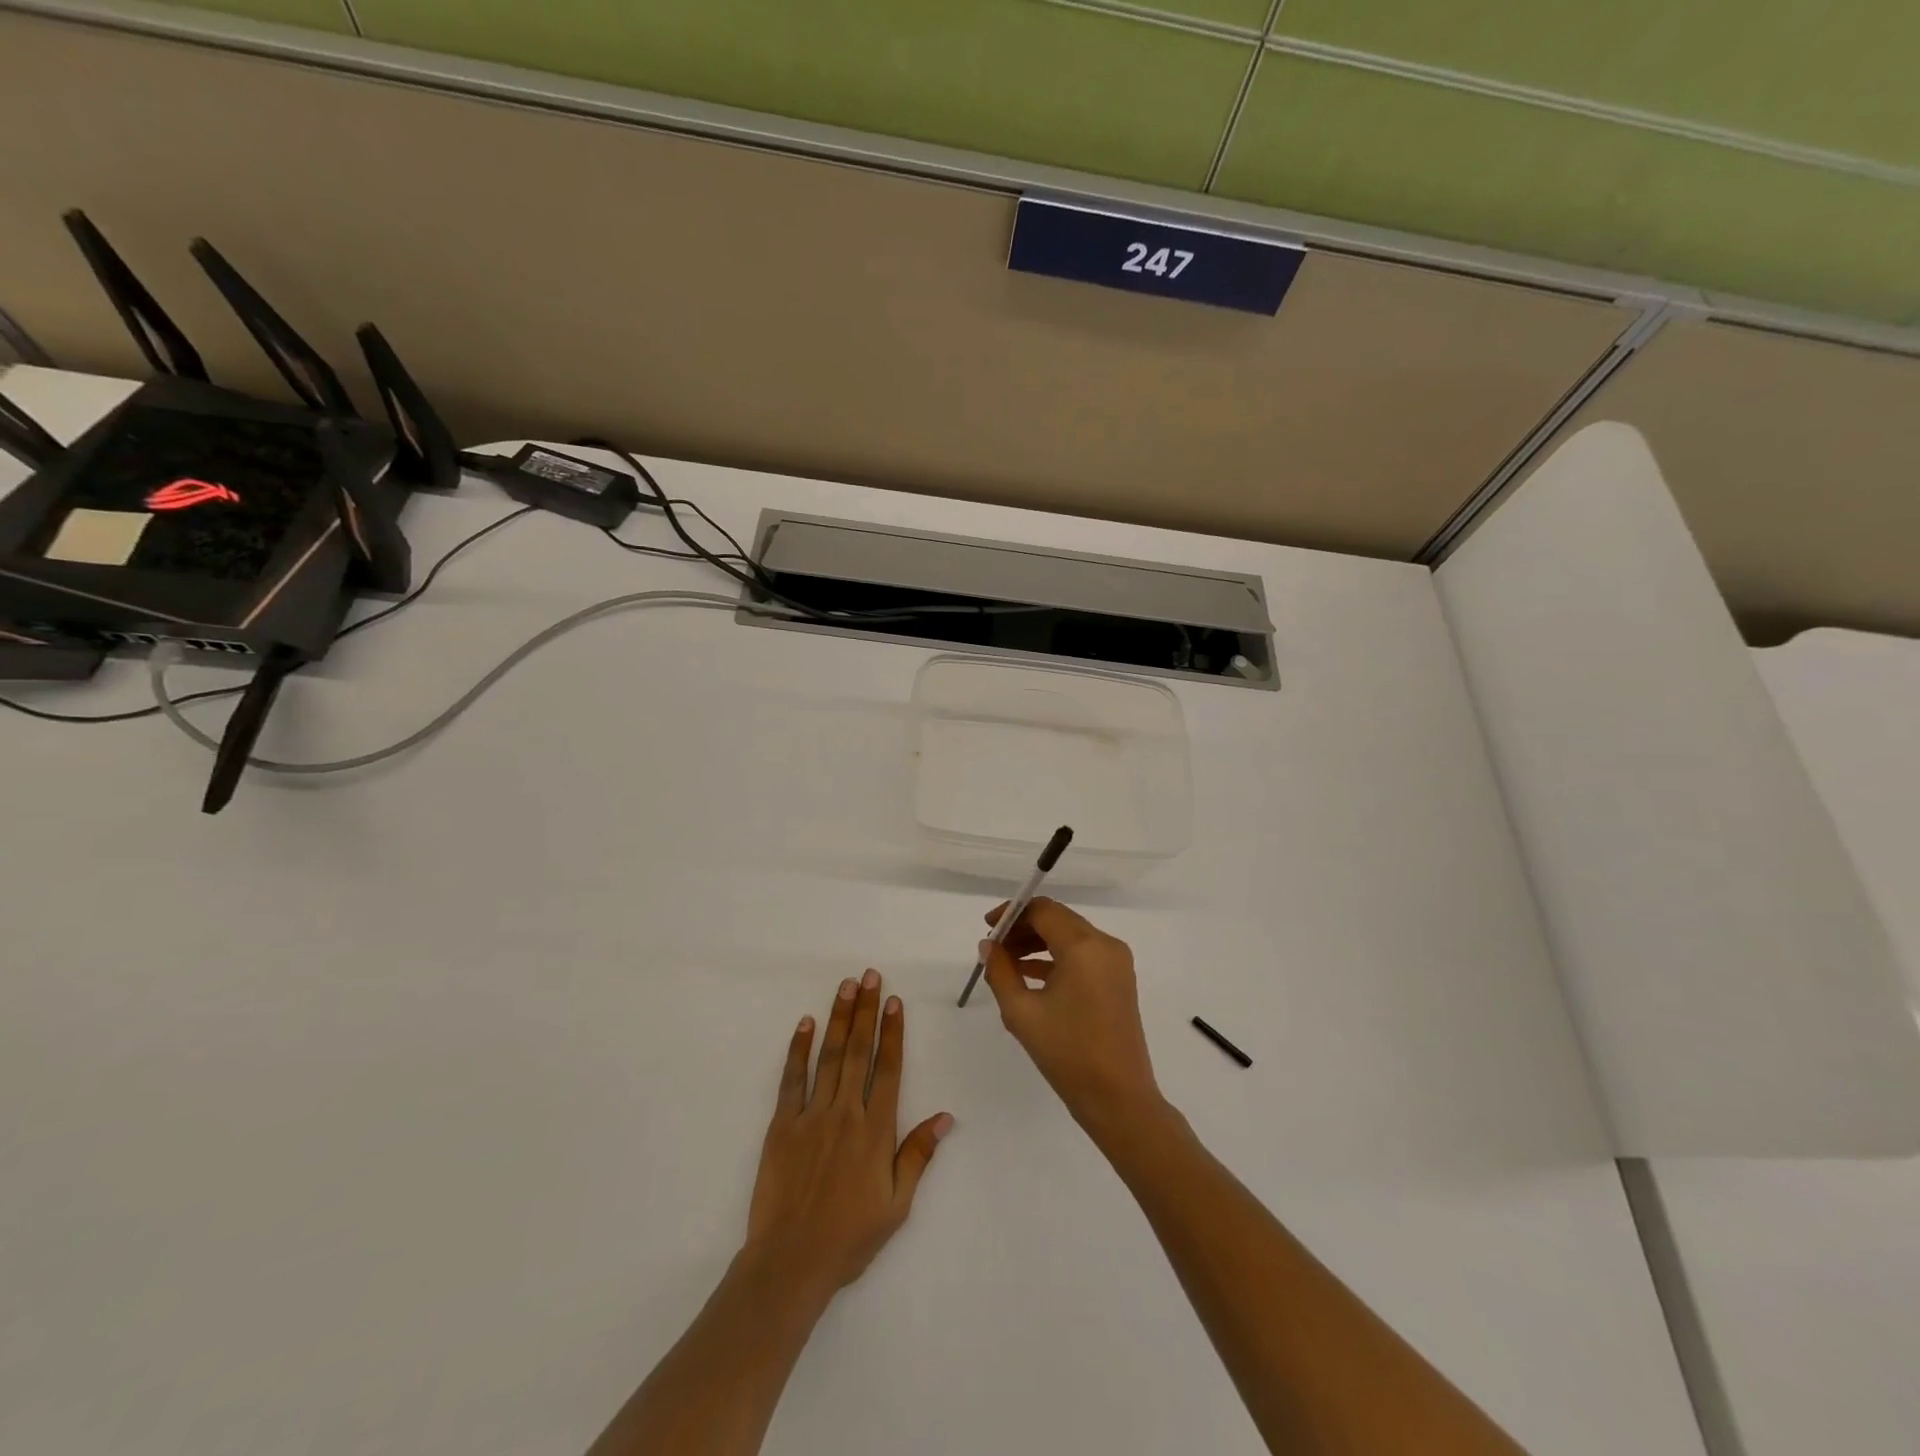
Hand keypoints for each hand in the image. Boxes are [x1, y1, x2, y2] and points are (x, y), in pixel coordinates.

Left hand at [744, 970, 952, 1303]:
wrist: (791, 1262)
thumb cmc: (850, 1237)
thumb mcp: (896, 1205)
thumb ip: (918, 1155)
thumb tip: (945, 1116)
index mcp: (876, 1130)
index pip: (889, 1069)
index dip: (892, 1032)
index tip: (893, 1000)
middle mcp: (846, 1112)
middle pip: (858, 1051)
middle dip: (865, 1011)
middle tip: (869, 976)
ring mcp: (812, 1116)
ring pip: (829, 1056)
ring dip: (838, 1018)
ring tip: (845, 986)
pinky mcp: (783, 1125)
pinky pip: (792, 1079)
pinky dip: (798, 1049)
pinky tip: (805, 1024)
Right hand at [979, 898, 1163, 1134]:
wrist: (1118, 1099)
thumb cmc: (1067, 1054)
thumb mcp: (1022, 1012)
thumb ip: (1000, 971)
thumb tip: (989, 946)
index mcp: (1084, 946)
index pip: (1043, 910)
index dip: (1012, 913)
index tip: (987, 928)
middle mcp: (1105, 945)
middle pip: (1058, 919)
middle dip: (1023, 928)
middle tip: (994, 947)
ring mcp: (1116, 962)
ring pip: (1070, 936)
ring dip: (1038, 943)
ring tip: (1006, 963)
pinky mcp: (1119, 980)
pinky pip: (1083, 955)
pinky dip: (1056, 958)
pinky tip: (1029, 975)